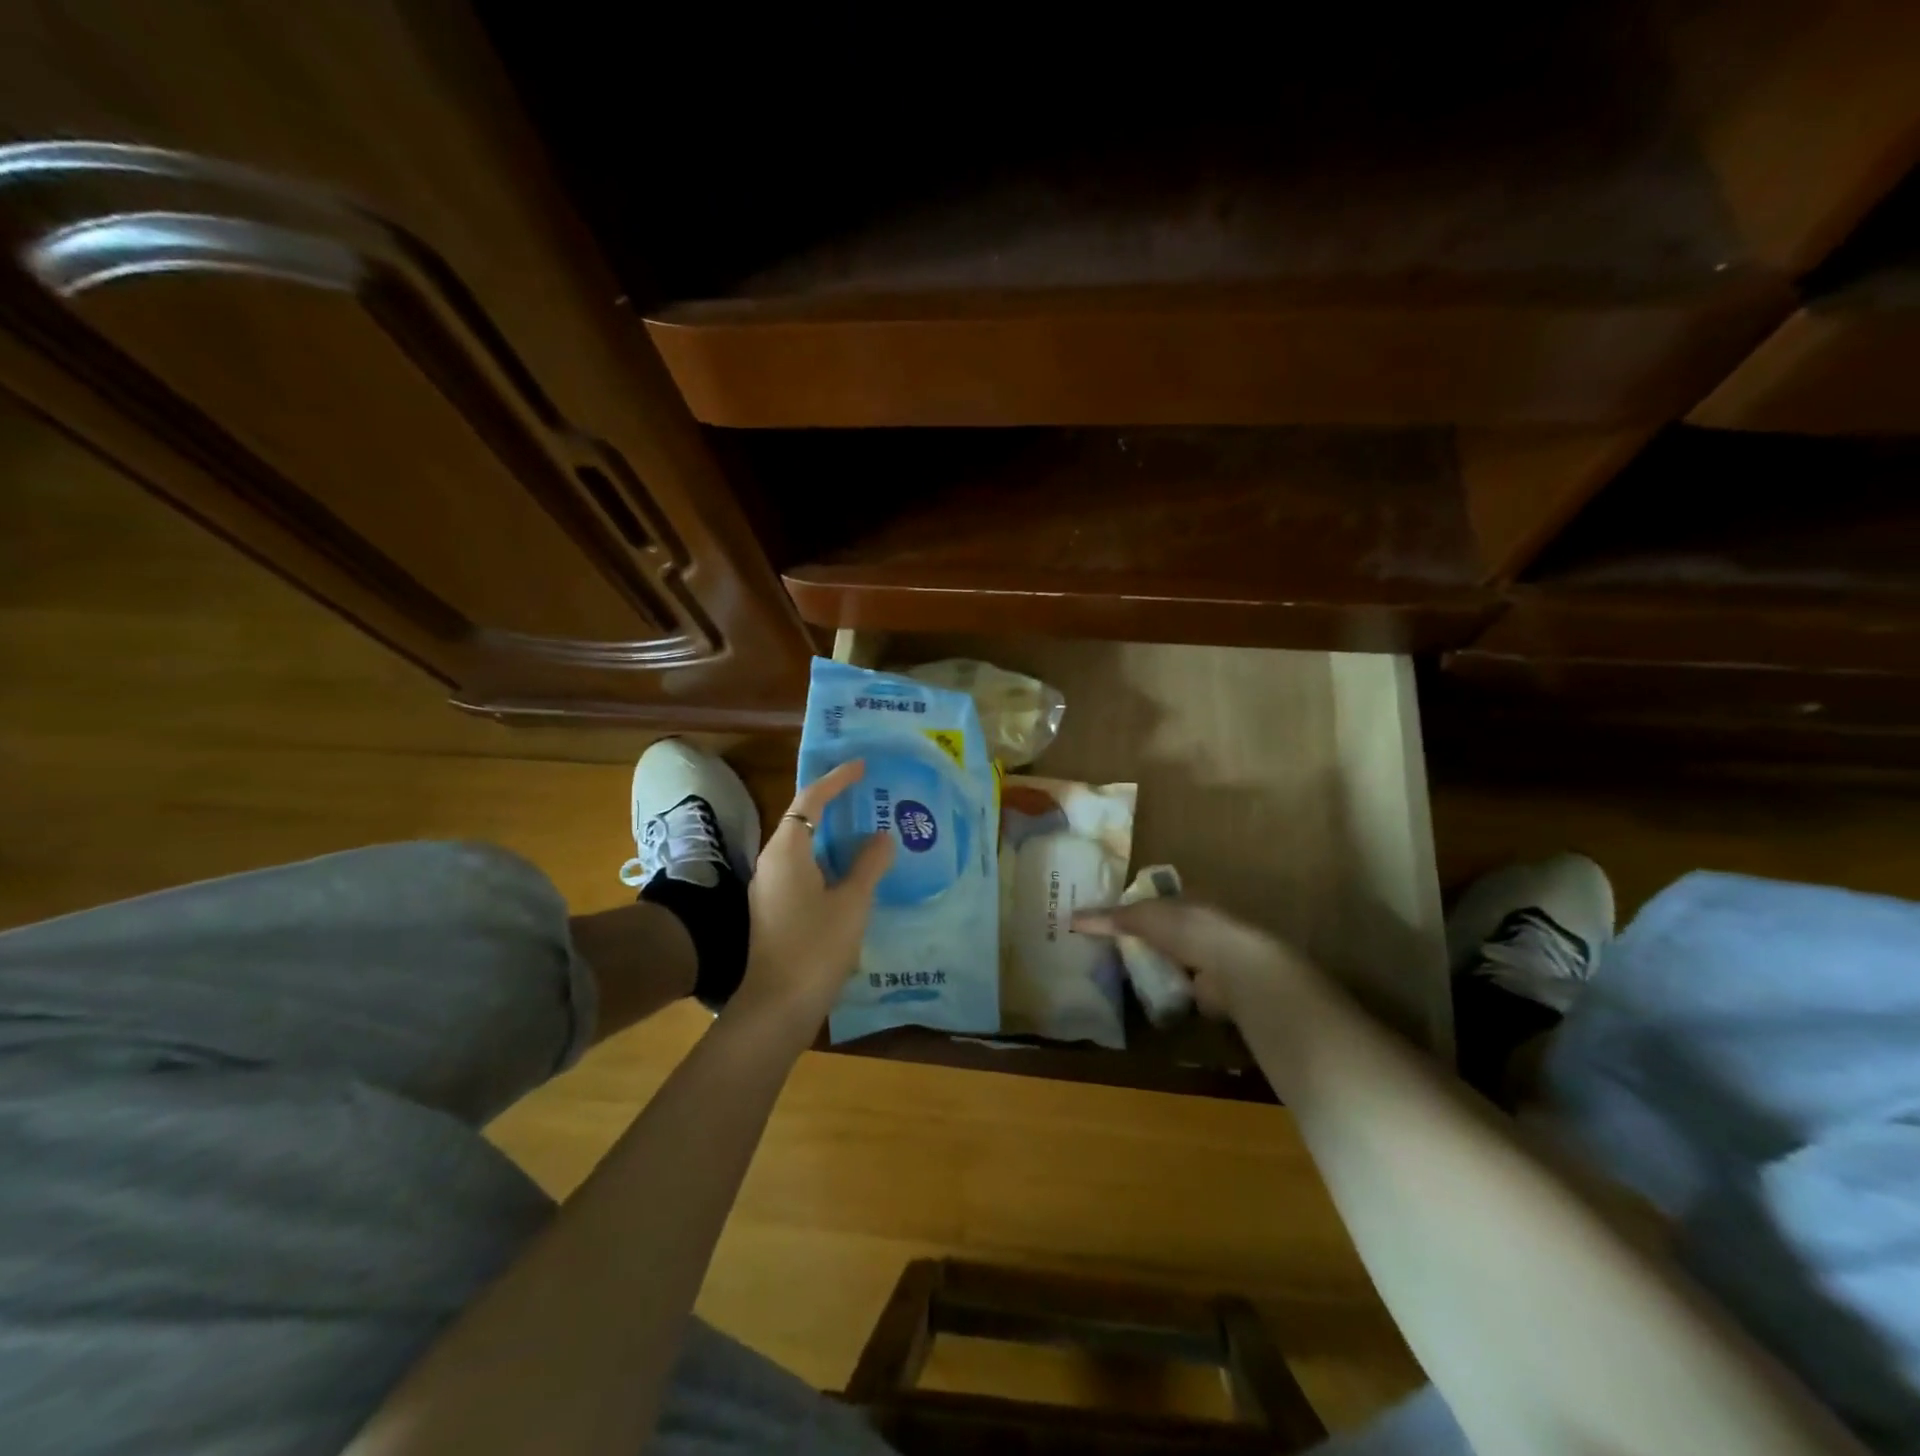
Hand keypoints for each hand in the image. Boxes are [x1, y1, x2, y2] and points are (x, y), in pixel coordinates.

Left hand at [734, 760, 892, 1027]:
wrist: (778, 1006)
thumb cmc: (816, 947)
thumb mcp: (851, 903)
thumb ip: (869, 864)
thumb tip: (882, 836)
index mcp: (787, 851)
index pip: (810, 800)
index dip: (836, 780)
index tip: (862, 766)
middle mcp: (773, 862)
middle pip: (803, 819)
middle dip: (835, 804)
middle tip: (869, 794)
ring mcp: (770, 887)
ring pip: (804, 846)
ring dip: (832, 834)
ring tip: (866, 828)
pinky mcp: (775, 908)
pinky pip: (803, 868)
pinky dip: (827, 859)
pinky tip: (852, 871)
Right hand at [1072, 900, 1300, 1020]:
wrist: (1233, 968)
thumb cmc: (1189, 929)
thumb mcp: (1142, 916)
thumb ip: (1109, 918)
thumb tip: (1071, 917)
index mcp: (1187, 899)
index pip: (1155, 899)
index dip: (1131, 906)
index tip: (1105, 918)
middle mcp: (1198, 925)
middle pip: (1161, 930)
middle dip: (1138, 938)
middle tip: (1103, 947)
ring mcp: (1205, 957)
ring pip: (1169, 958)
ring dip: (1151, 965)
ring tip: (1115, 972)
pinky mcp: (1208, 989)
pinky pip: (1176, 986)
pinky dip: (1162, 990)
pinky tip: (1140, 994)